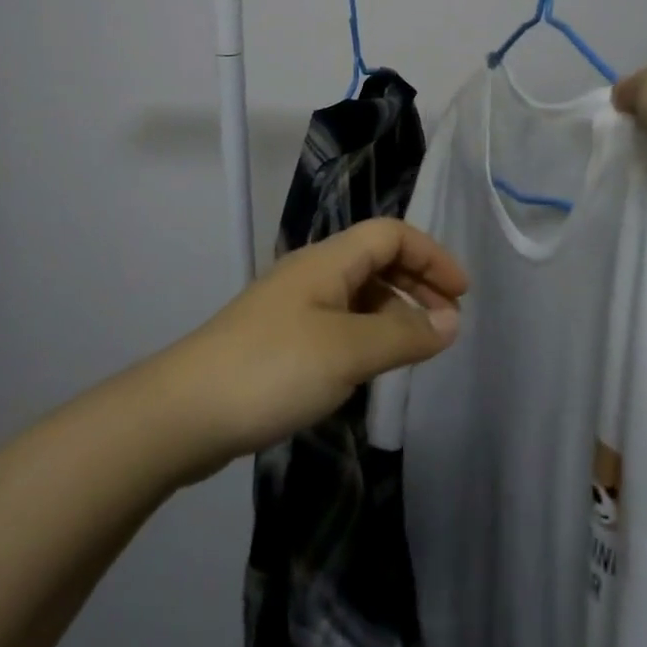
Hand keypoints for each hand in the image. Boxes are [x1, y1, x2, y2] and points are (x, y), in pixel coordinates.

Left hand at [151, 219, 467, 479]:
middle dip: (417, 283)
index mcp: (326, 260)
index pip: (390, 234)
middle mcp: (311, 273)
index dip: (431, 256)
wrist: (184, 411)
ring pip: (357, 293)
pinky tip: (371, 366)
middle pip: (375, 259)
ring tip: (416, 349)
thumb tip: (451, 322)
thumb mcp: (347, 351)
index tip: (462, 295)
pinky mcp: (280, 339)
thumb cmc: (272, 370)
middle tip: (448, 324)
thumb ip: (403, 334)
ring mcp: (293, 306)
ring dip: (393, 311)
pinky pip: (339, 322)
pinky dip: (367, 333)